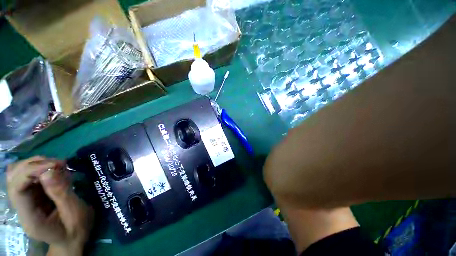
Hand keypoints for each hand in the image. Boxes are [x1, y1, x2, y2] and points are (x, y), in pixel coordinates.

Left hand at [7, 156, 93, 255]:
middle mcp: (21, 207)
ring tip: (59, 166)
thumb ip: (62, 194)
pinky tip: (57, 171)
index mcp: (30, 218)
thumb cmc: (76, 229)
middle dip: (34, 165)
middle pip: (14, 178)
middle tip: (59, 164)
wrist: (72, 238)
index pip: (17, 189)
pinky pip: (29, 175)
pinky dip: (42, 168)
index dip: (30, 172)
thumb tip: (49, 171)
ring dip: (37, 165)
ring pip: (19, 173)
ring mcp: (25, 200)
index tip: (54, 165)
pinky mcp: (32, 195)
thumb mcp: (75, 213)